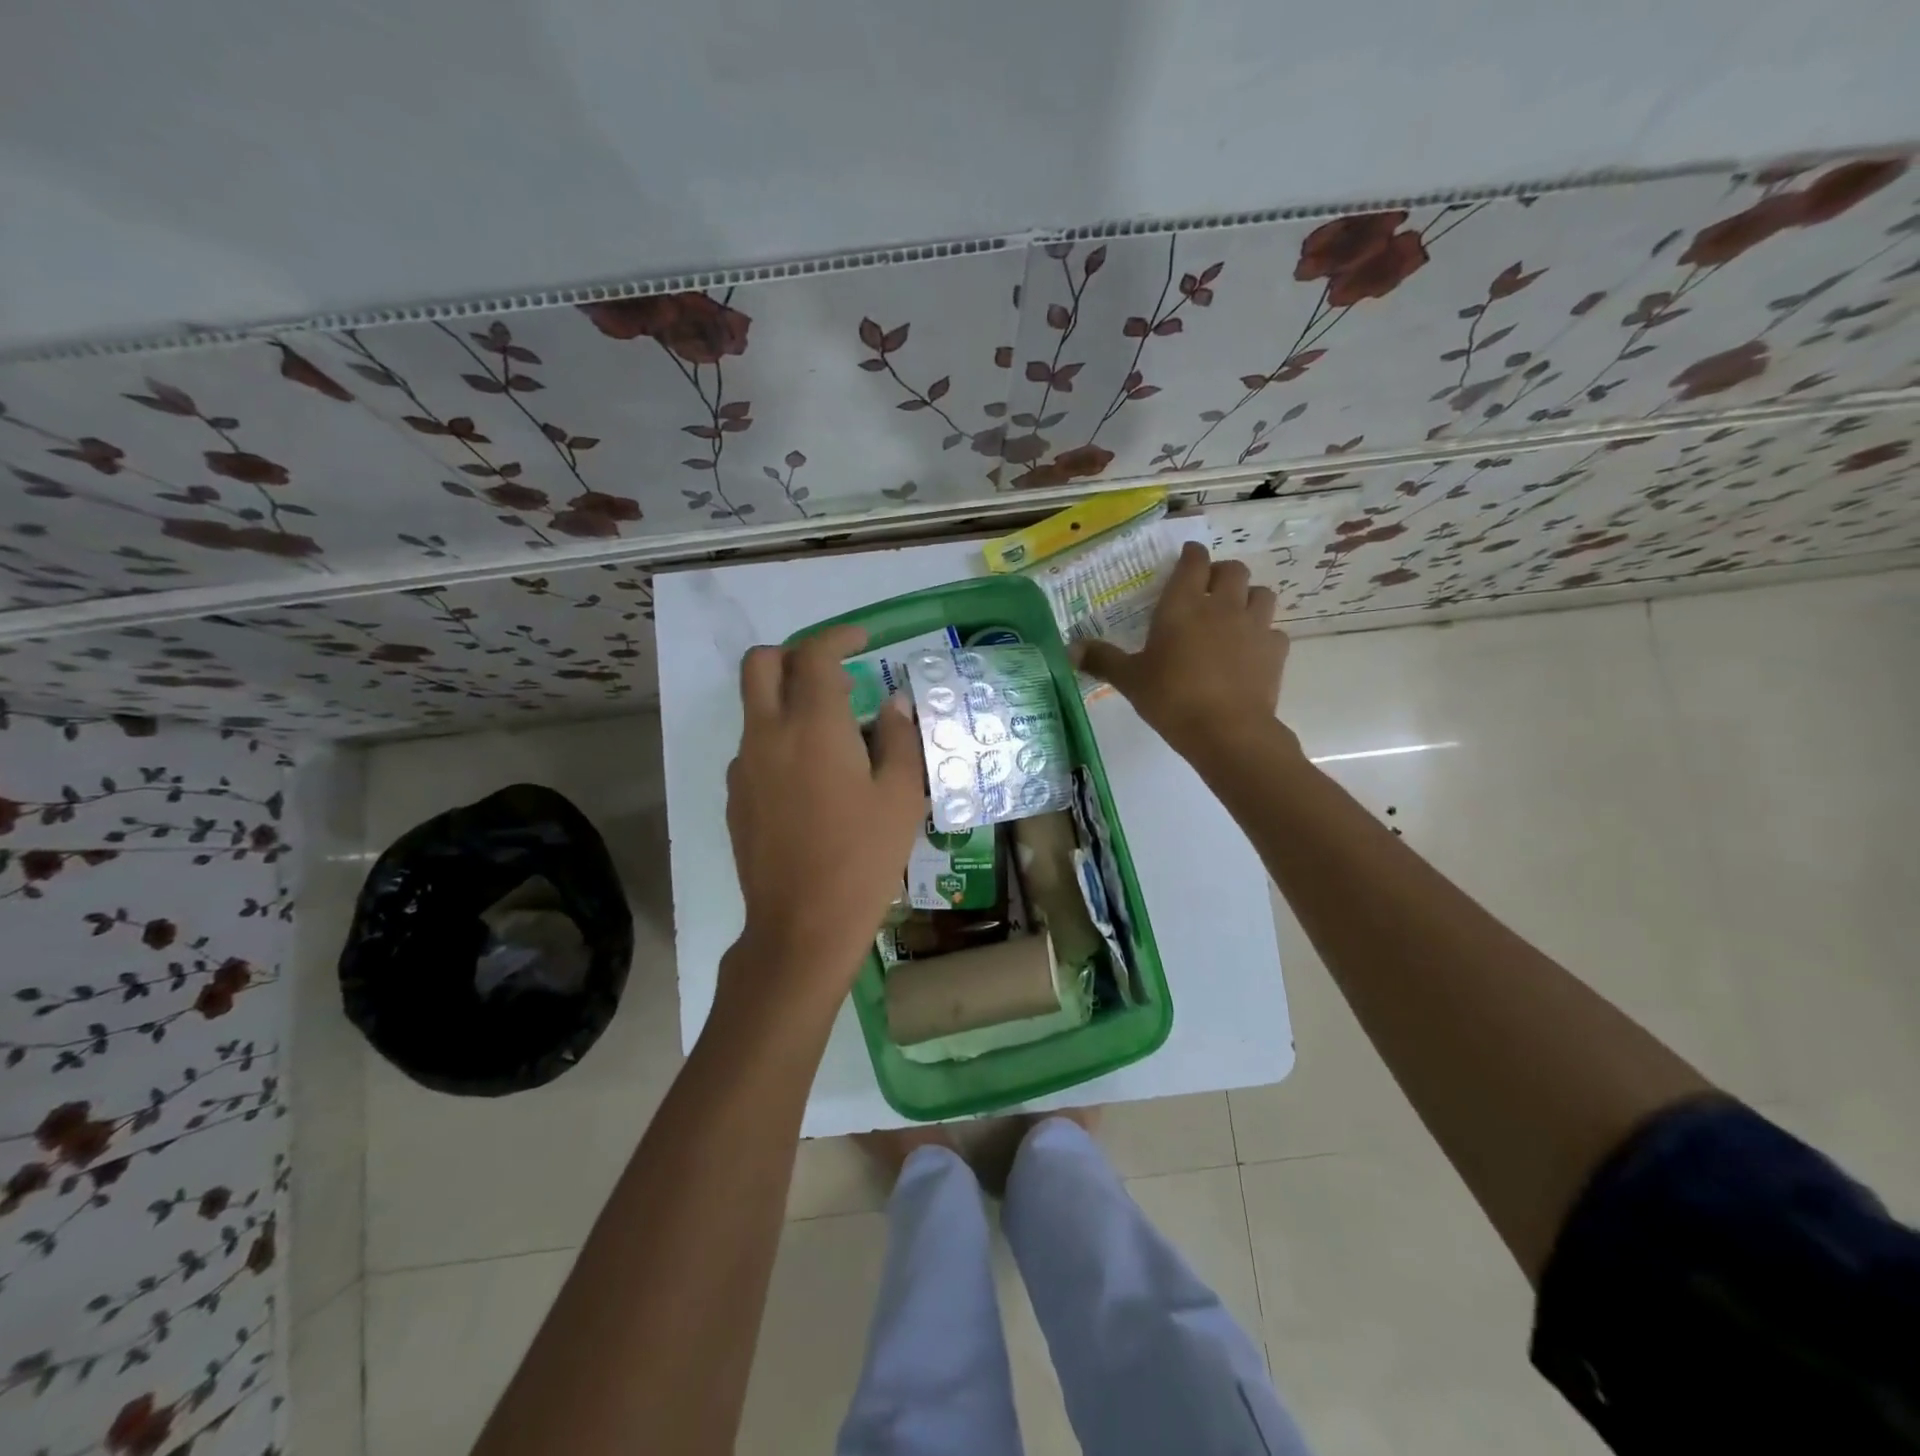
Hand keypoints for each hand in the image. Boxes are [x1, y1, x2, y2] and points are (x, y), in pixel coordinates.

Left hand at [722, 625, 925, 1010]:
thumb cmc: (863, 858)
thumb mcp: (901, 797)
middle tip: (833, 677)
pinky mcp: (735, 797)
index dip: (838, 636)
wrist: (801, 925)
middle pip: (760, 664)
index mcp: (813, 727)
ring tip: (835, 737)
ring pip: (755, 707)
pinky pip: (754, 747)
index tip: (862, 640)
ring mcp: (744, 767)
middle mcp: (768, 734)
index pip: (814, 655)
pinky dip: (780, 740)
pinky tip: (812, 781)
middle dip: (794, 655)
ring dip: (788, 701)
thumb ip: (900, 738)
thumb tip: (895, 704)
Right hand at [1074, 542, 1289, 760]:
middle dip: (1221, 573)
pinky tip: (1250, 651)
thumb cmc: (1171, 698)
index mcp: (1182, 605)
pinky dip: (1263, 635)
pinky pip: (1273, 631)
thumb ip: (1102, 659)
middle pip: (1233, 569)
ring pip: (1260, 593)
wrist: (1227, 730)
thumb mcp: (1130, 680)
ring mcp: (1254, 626)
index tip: (1186, 556)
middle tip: (1207, 590)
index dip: (1191, 554)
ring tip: (1234, 615)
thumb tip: (1069, 649)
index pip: (1193, 561)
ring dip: (1248, 597)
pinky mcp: (1275, 651)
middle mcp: (1221, 606)